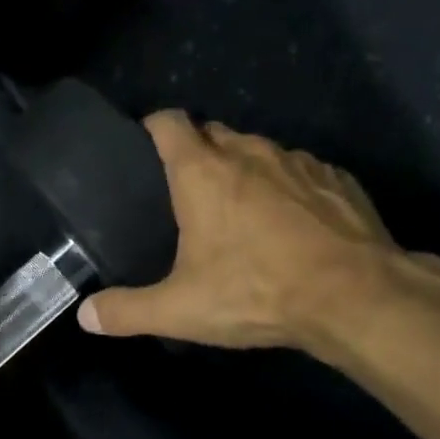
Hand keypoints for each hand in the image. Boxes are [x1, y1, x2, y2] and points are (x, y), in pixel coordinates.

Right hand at [77, 114, 400, 349]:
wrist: (355, 296)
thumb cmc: (257, 292)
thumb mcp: (181, 309)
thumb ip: (128, 310)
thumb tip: (84, 315)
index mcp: (203, 172)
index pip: (168, 122)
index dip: (152, 128)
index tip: (144, 149)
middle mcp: (249, 152)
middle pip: (213, 134)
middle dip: (198, 154)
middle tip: (188, 196)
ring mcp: (298, 161)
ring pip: (259, 152)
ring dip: (245, 171)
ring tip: (243, 212)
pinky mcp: (337, 178)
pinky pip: (301, 172)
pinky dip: (289, 188)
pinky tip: (294, 225)